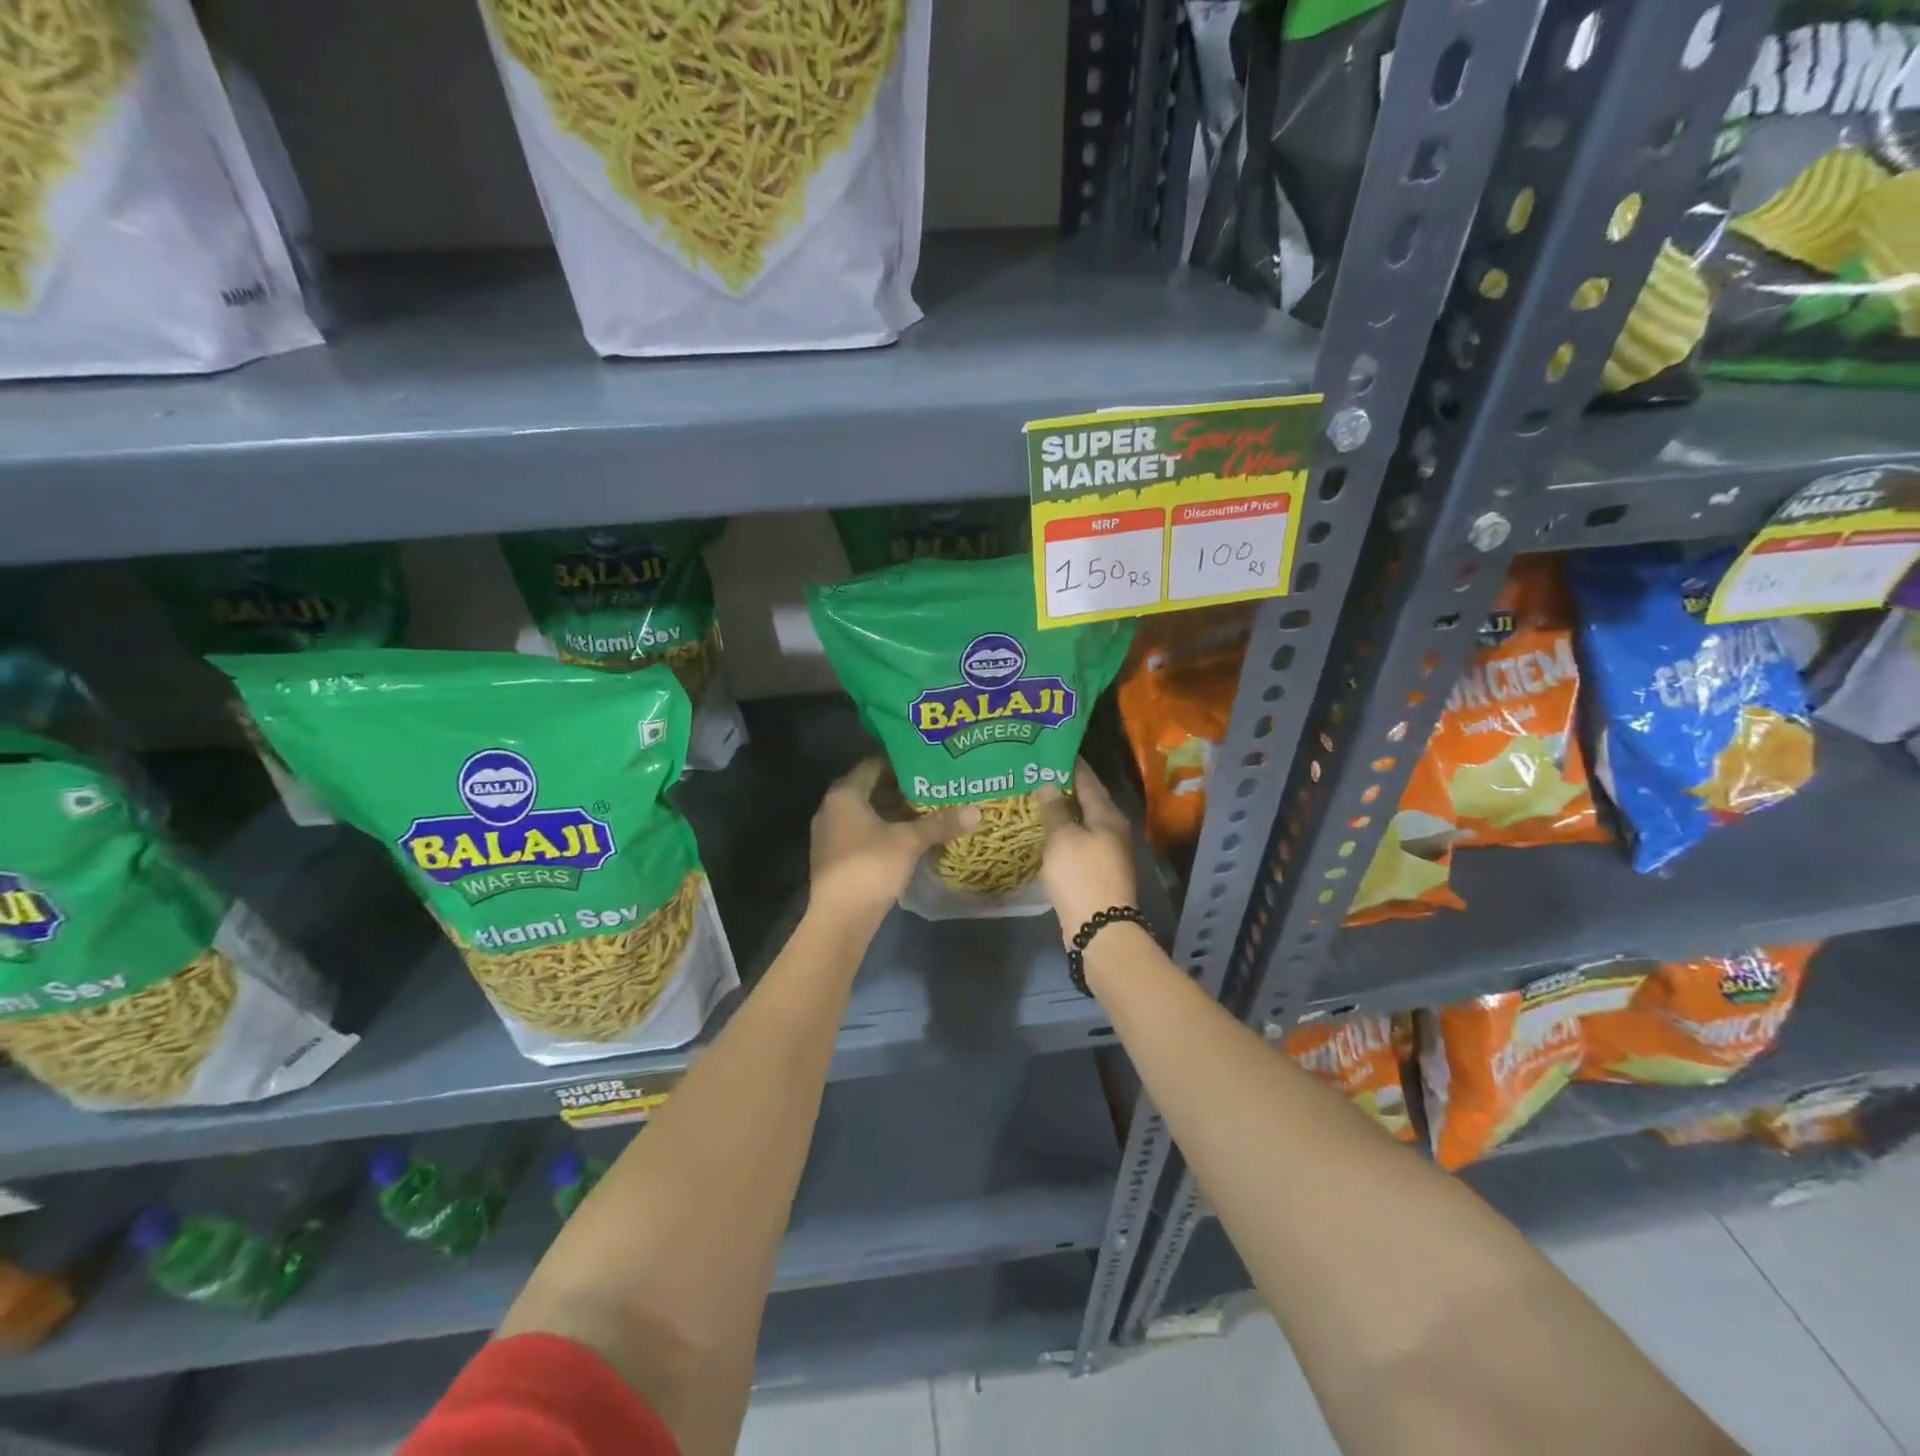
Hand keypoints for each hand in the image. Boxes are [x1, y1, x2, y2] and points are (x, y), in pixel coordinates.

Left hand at [808, 760, 978, 928]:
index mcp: (845, 794)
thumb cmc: (871, 867)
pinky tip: (906, 838)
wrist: (839, 918)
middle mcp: (831, 808)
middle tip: (932, 787)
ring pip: (865, 813)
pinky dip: (882, 831)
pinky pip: (860, 833)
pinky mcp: (834, 857)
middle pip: (869, 789)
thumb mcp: (910, 842)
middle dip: (900, 789)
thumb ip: (940, 824)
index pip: (873, 765)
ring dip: (892, 812)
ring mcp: (830, 834)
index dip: (901, 764)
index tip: (927, 765)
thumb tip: (977, 811)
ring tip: (925, 811)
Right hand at [1036, 761, 1138, 937]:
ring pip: (1082, 822)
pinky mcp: (1098, 871)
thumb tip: (1048, 783)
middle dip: (1063, 786)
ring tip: (1035, 799)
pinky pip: (1078, 842)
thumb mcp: (1062, 838)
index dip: (1069, 763)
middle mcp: (1112, 828)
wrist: (1099, 928)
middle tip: (1035, 774)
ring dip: (1062, 811)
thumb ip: (1054, 808)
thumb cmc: (1081, 875)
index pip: (1087, 779)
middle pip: (1087, 800)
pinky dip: (1063, 832)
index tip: (1048, 750)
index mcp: (1108, 814)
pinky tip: (1044, 832)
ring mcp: (1107, 851)